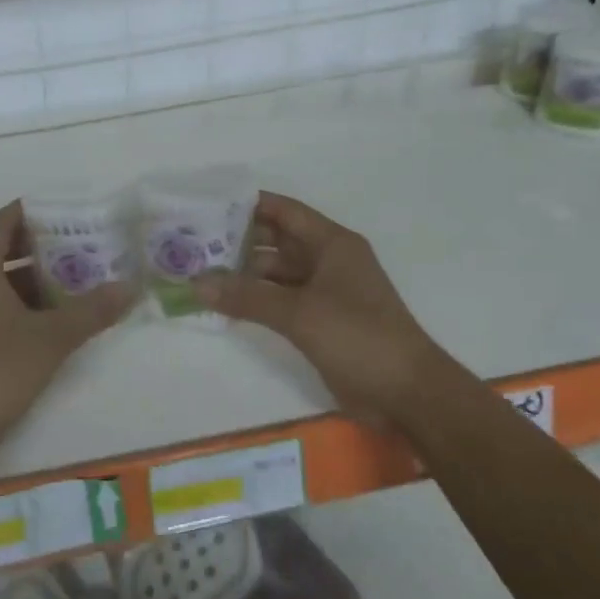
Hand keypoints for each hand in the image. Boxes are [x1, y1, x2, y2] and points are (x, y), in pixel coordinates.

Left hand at [0, 201, 134, 446]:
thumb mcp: (52, 338)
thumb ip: (92, 310)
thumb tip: (131, 287)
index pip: (0, 223)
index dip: (29, 213)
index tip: (62, 213)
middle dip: (35, 247)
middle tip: (76, 248)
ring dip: (26, 279)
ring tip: (68, 283)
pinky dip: (13, 304)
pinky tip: (43, 322)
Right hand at [196, 192, 446, 425]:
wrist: (406, 393)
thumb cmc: (358, 337)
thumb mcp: (299, 313)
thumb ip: (248, 296)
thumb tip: (196, 284)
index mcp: (332, 244)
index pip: (285, 212)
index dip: (248, 205)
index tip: (208, 206)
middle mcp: (327, 261)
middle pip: (277, 241)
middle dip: (238, 242)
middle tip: (192, 244)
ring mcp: (324, 292)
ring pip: (276, 273)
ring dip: (243, 275)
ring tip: (200, 274)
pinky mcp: (320, 321)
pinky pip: (280, 301)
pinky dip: (256, 300)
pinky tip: (224, 304)